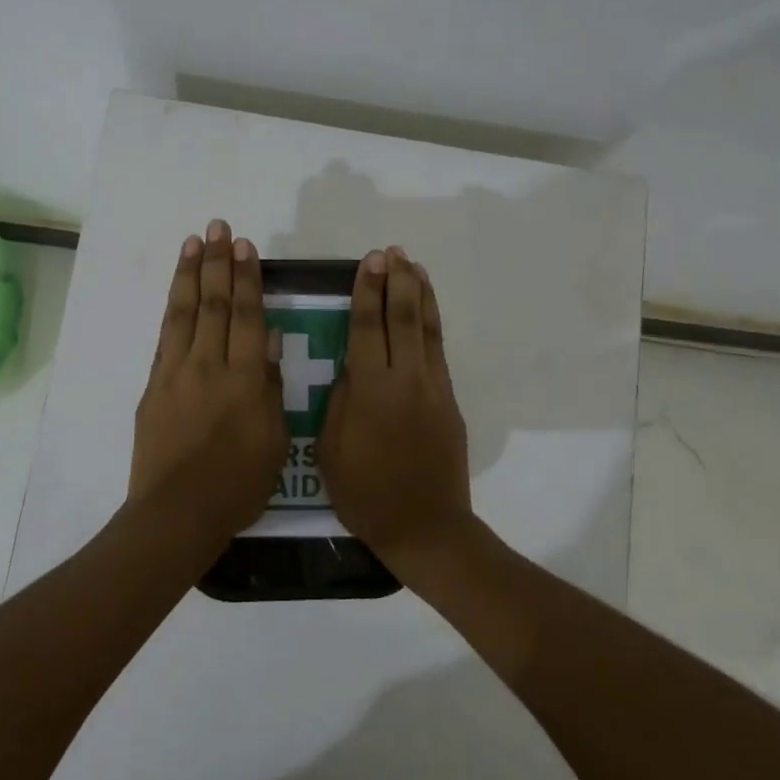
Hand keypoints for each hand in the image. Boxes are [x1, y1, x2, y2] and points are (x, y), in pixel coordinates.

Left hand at [129, 219, 288, 539]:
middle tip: (219, 226)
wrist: (178, 513)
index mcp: (246, 379)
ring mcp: (176, 373)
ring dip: (190, 274)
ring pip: (184, 313)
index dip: (247, 278)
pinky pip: (165, 338)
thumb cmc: (238, 484)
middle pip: (214, 304)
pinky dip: (171, 310)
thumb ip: (272, 387)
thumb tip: (272, 342)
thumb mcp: (275, 440)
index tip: (245, 246)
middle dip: (218, 262)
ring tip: (194, 241)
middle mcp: (209, 366)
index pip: (248, 316)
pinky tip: (176, 292)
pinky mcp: (154, 387)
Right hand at [317, 247, 474, 562]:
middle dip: (395, 282)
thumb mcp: (330, 449)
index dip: (366, 292)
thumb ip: (340, 400)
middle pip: (401, 318)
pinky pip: (438, 350)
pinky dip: (432, 322)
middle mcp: (405, 379)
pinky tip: (426, 309)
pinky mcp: (449, 401)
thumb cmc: (365, 494)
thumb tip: (351, 366)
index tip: (368, 262)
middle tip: (389, 252)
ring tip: (412, 265)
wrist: (425, 526)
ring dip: (419, 294)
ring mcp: (433, 388)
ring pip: (427, 329)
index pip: (366, 328)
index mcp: (371, 390)